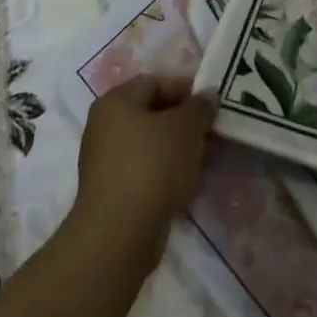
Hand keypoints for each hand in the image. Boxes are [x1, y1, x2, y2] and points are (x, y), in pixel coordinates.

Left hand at [69, 76, 215, 275]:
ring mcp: (104, 161)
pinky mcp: (111, 192)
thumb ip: (200, 106)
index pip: (155, 82)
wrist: (119, 234)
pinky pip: (144, 171)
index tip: (212, 106)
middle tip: (211, 133)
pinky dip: (165, 173)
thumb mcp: (187, 127)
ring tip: (203, 160)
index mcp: (115, 101)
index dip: (187, 90)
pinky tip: (184, 184)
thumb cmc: (153, 165)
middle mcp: (104, 126)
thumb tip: (207, 96)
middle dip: (184, 122)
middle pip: (152, 114)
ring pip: (149, 145)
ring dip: (176, 149)